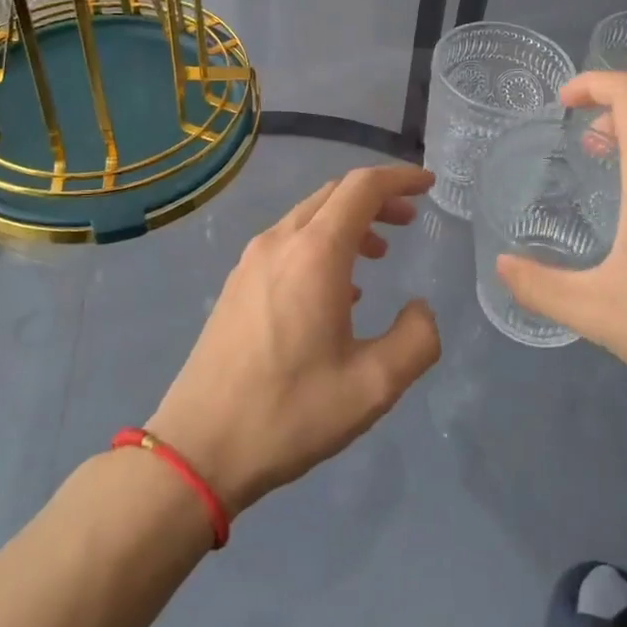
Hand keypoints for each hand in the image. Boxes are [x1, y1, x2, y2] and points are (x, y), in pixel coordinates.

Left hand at [148, 165, 441, 515]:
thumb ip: (416, 339)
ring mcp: (252, 260)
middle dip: (376, 198)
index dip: (399, 179)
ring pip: (309, 217)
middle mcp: (280, 242)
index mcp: (315, 253)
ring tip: (379, 253)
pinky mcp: (237, 283)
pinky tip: (337, 289)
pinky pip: (288, 242)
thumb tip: (420, 308)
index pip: (362, 188)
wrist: (198, 447)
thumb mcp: (373, 385)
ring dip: (348, 223)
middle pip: (334, 195)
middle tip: (409, 219)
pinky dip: (322, 244)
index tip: (428, 184)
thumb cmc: (290, 412)